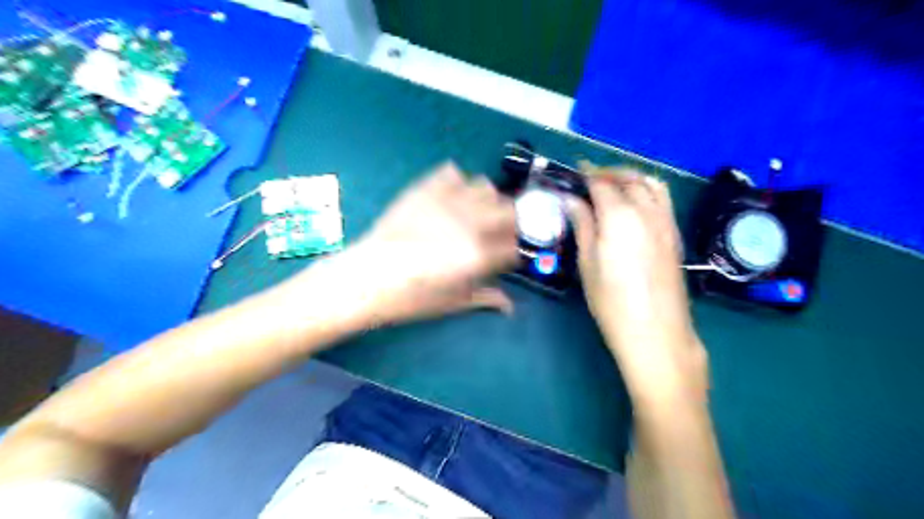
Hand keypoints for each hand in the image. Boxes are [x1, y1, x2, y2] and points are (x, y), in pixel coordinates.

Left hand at [337, 161, 518, 327]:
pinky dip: (456, 182)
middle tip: (494, 233)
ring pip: (485, 186)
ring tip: (473, 212)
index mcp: (480, 255)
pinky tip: (449, 197)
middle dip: (508, 223)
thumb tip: (508, 305)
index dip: (511, 251)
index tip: (503, 256)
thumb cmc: (411, 296)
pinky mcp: (426, 189)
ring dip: (486, 199)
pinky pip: (451, 172)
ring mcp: (448, 202)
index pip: (513, 245)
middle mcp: (471, 223)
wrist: (368, 277)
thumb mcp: (452, 303)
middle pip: (509, 211)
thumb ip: (484, 298)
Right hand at [572, 164, 708, 402]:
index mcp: (619, 216)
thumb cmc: (611, 301)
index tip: (576, 169)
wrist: (655, 330)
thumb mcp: (588, 263)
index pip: (602, 184)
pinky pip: (663, 199)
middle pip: (629, 178)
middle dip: (609, 172)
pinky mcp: (675, 234)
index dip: (587, 174)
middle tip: (590, 178)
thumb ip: (583, 226)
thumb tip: (572, 201)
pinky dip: (647, 190)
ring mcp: (666, 221)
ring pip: (651, 184)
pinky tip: (635, 205)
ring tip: (614, 186)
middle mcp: (646, 211)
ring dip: (631, 178)